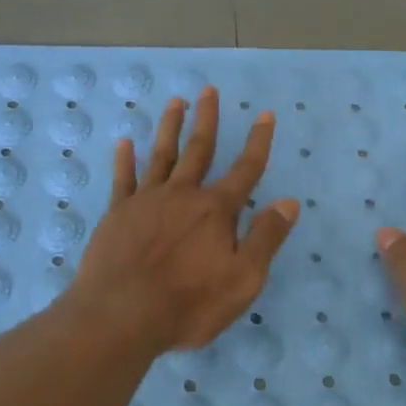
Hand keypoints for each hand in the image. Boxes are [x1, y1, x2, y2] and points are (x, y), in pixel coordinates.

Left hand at [67, 86, 299, 353]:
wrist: (121, 316)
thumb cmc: (188, 304)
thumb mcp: (243, 280)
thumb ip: (266, 238)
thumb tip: (289, 201)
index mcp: (216, 211)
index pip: (245, 170)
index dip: (258, 142)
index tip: (265, 114)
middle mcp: (182, 195)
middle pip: (199, 150)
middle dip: (207, 119)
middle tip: (209, 90)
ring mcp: (146, 201)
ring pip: (161, 155)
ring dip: (170, 127)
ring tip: (175, 102)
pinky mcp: (116, 214)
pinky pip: (123, 179)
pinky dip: (125, 159)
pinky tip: (125, 142)